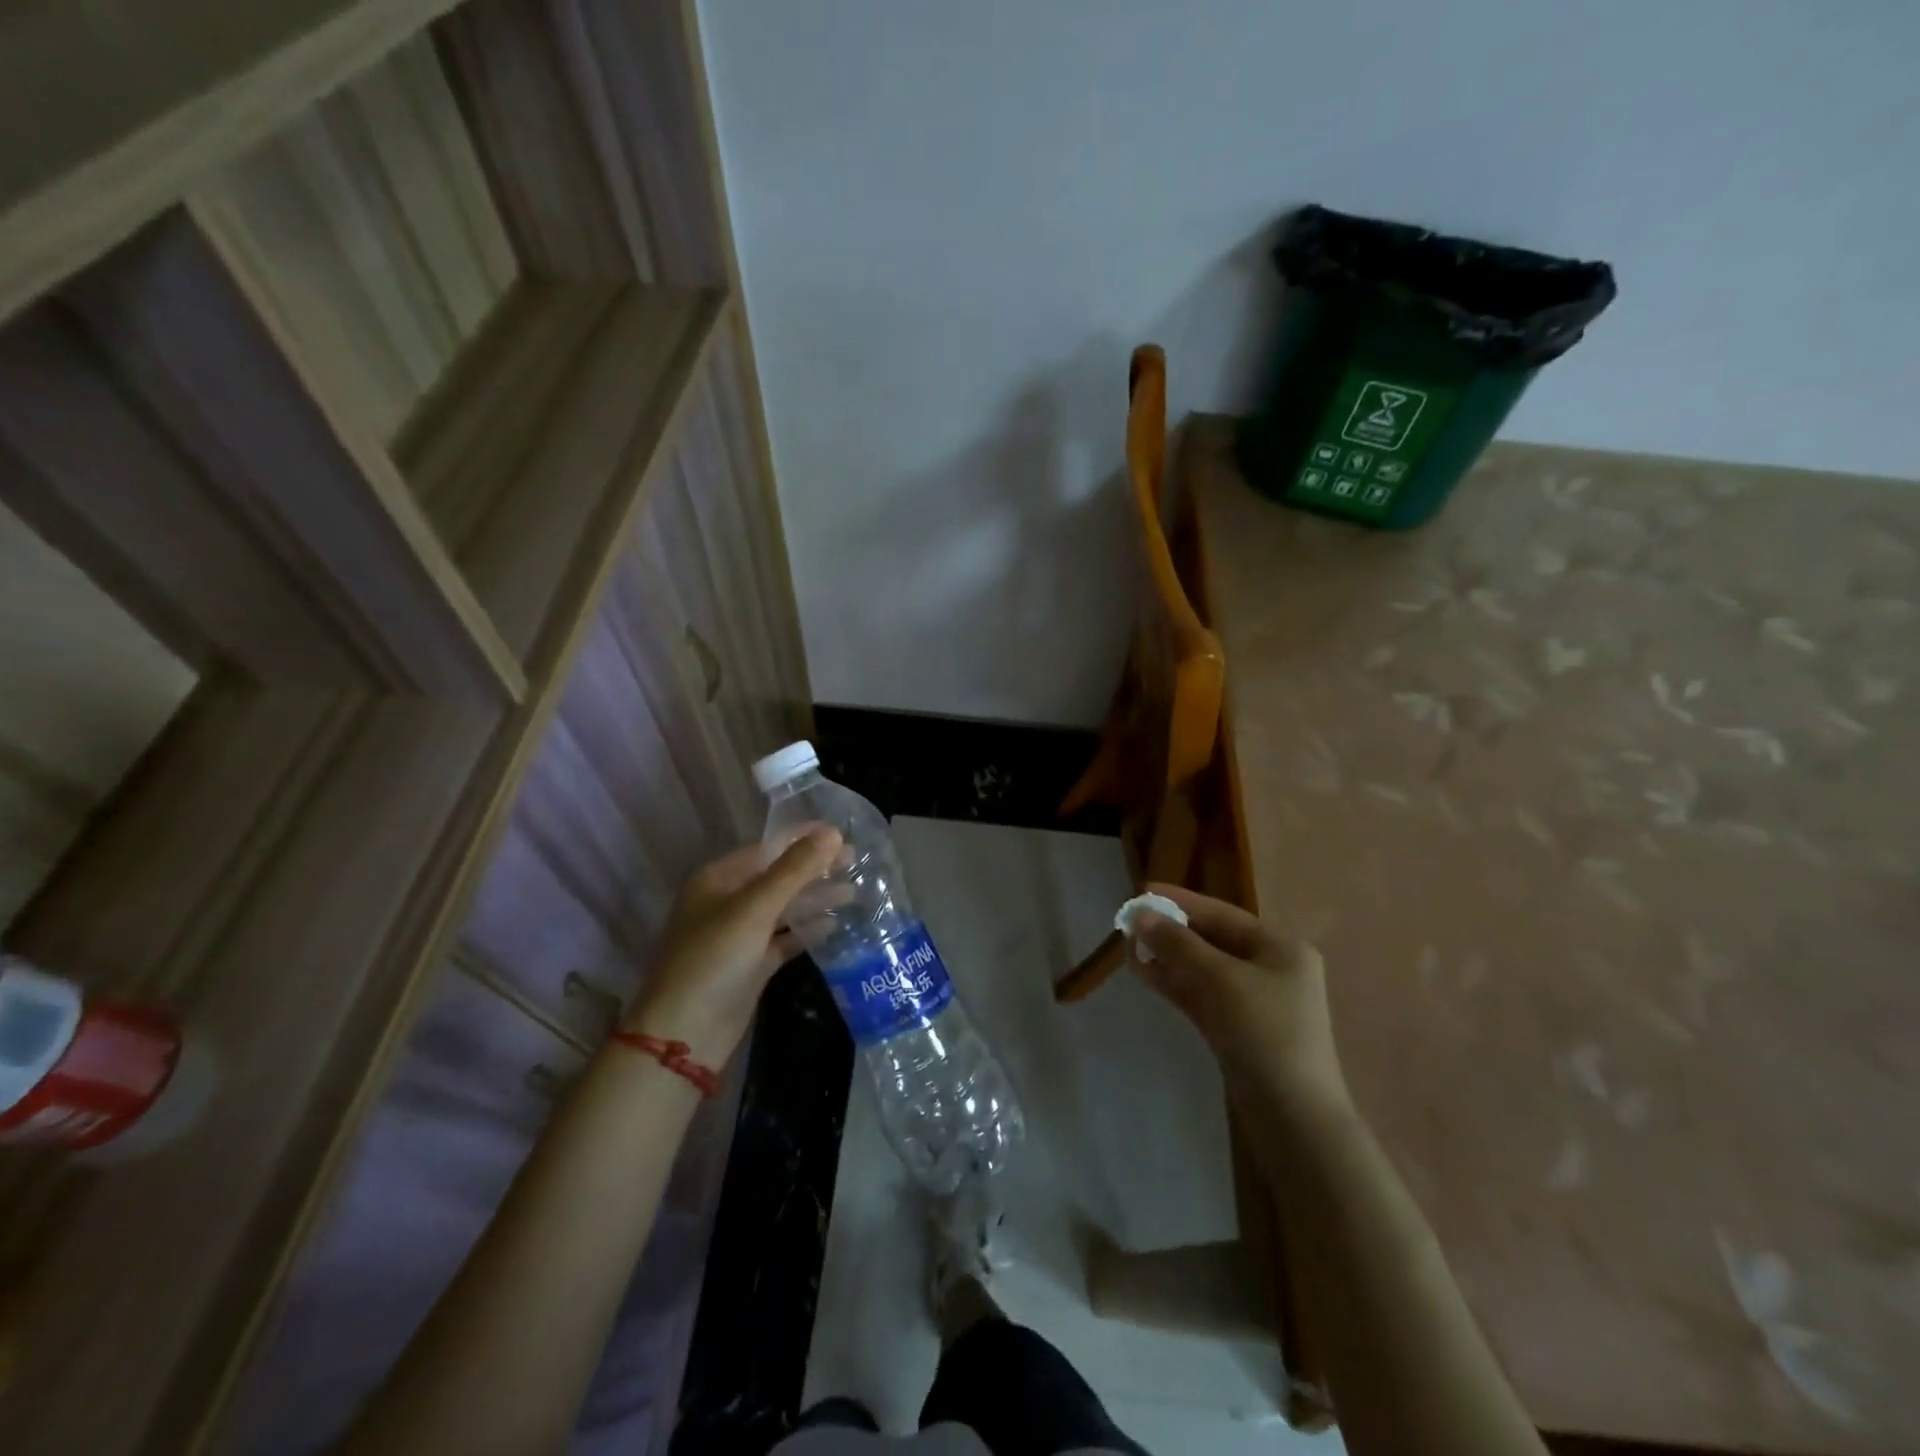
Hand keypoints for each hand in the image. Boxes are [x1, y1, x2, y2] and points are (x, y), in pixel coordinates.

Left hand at [625, 826, 842, 1066]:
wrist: (685, 1034)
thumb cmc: (714, 959)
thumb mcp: (755, 908)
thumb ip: (795, 869)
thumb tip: (832, 832)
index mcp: (719, 879)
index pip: (768, 847)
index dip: (804, 838)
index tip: (843, 832)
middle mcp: (728, 902)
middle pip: (779, 876)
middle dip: (815, 869)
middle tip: (857, 862)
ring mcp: (739, 935)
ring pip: (784, 908)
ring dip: (816, 899)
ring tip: (855, 892)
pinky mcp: (751, 964)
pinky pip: (784, 939)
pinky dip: (807, 931)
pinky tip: (835, 926)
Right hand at [1132, 884, 1350, 1120]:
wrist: (1293, 1117)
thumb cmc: (1263, 1033)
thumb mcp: (1219, 979)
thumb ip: (1178, 944)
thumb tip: (1140, 914)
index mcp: (1280, 948)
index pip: (1222, 914)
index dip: (1180, 901)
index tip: (1142, 891)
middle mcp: (1271, 969)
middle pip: (1212, 940)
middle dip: (1171, 931)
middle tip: (1130, 922)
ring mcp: (1256, 1002)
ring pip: (1204, 969)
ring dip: (1168, 958)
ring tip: (1129, 947)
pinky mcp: (1240, 1029)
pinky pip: (1203, 995)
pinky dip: (1176, 983)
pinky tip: (1145, 974)